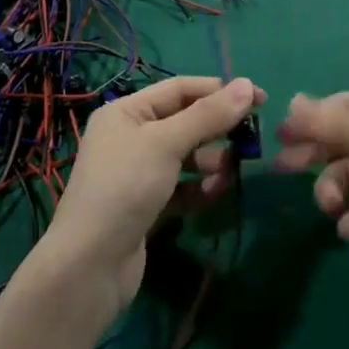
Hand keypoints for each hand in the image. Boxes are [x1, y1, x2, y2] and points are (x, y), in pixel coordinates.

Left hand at [40, 75, 261, 314]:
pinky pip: (181, 189)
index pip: (179, 89)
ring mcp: (137, 175)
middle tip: (252, 137)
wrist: (89, 265)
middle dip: (217, 128)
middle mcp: (129, 137)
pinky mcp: (146, 207)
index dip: (219, 90)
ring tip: (232, 170)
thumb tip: (247, 83)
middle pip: (184, 122)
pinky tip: (216, 194)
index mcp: (126, 112)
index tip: (259, 98)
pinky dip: (199, 189)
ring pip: (185, 157)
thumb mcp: (167, 144)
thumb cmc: (125, 188)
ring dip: (211, 161)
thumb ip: (208, 115)